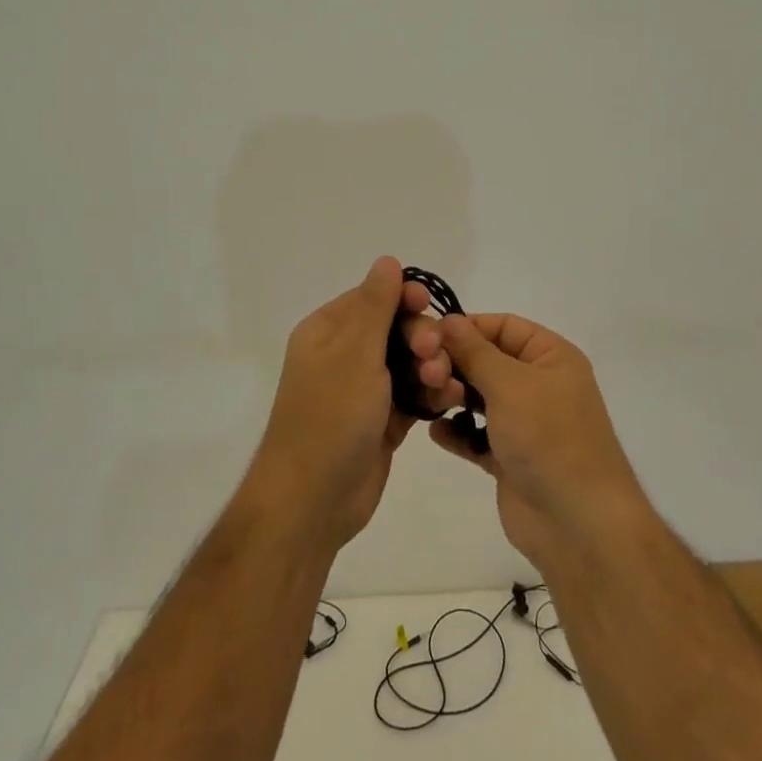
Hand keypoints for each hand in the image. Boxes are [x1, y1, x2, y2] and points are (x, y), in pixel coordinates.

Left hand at [242, 258, 462, 551]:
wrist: (314, 500)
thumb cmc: (331, 416)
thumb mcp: (354, 353)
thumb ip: (375, 304)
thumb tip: (387, 260)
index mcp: (328, 332)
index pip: (372, 298)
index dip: (404, 298)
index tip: (429, 305)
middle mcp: (344, 356)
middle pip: (396, 329)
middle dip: (422, 338)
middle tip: (434, 357)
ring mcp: (364, 390)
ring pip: (410, 363)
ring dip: (432, 367)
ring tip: (442, 385)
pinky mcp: (382, 420)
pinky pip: (414, 394)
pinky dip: (431, 394)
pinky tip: (448, 400)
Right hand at [424, 313, 648, 567]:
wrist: (577, 522)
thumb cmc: (548, 437)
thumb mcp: (510, 384)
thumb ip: (474, 351)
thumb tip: (448, 319)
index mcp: (551, 357)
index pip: (504, 326)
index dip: (468, 327)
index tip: (428, 336)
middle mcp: (539, 384)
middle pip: (488, 360)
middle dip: (455, 364)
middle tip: (424, 373)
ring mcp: (524, 423)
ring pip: (479, 397)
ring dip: (453, 397)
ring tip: (430, 402)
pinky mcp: (509, 457)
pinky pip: (476, 435)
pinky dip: (457, 431)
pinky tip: (436, 431)